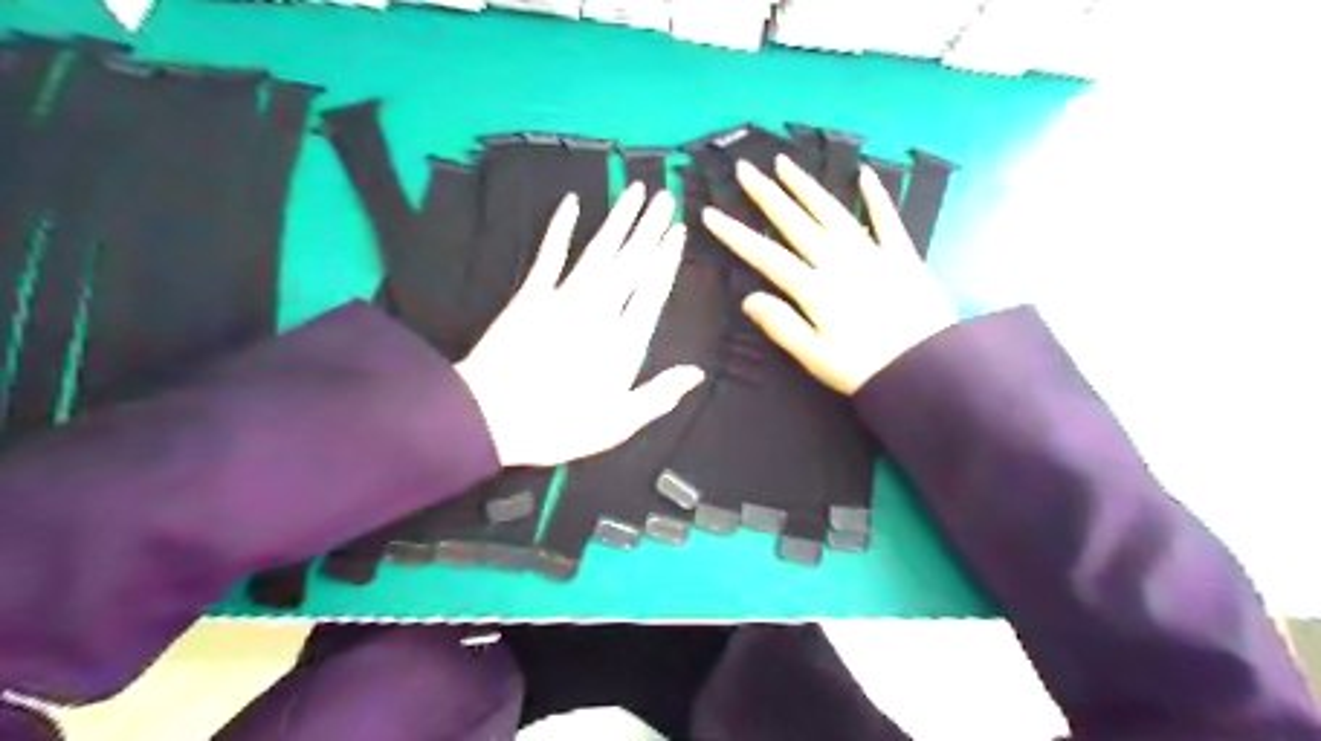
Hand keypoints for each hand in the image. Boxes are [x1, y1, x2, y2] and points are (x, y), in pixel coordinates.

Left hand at [456, 182, 700, 464]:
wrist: (491, 417)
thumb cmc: (559, 426)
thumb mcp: (617, 423)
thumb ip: (658, 395)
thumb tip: (696, 372)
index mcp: (623, 343)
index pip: (652, 292)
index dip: (666, 260)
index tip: (677, 232)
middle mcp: (599, 312)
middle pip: (630, 263)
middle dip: (649, 229)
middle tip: (665, 198)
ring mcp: (563, 299)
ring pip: (599, 252)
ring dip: (618, 220)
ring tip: (635, 191)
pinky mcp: (531, 295)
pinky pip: (550, 255)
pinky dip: (560, 228)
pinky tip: (572, 203)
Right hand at [700, 158, 960, 395]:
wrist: (931, 367)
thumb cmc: (867, 369)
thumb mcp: (816, 358)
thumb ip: (782, 325)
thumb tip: (749, 299)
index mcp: (815, 290)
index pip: (766, 256)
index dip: (736, 235)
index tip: (712, 214)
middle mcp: (839, 262)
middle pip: (796, 222)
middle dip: (767, 195)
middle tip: (746, 168)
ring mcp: (872, 253)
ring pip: (833, 212)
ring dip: (807, 186)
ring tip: (785, 164)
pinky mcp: (903, 254)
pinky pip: (886, 218)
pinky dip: (875, 196)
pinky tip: (864, 174)